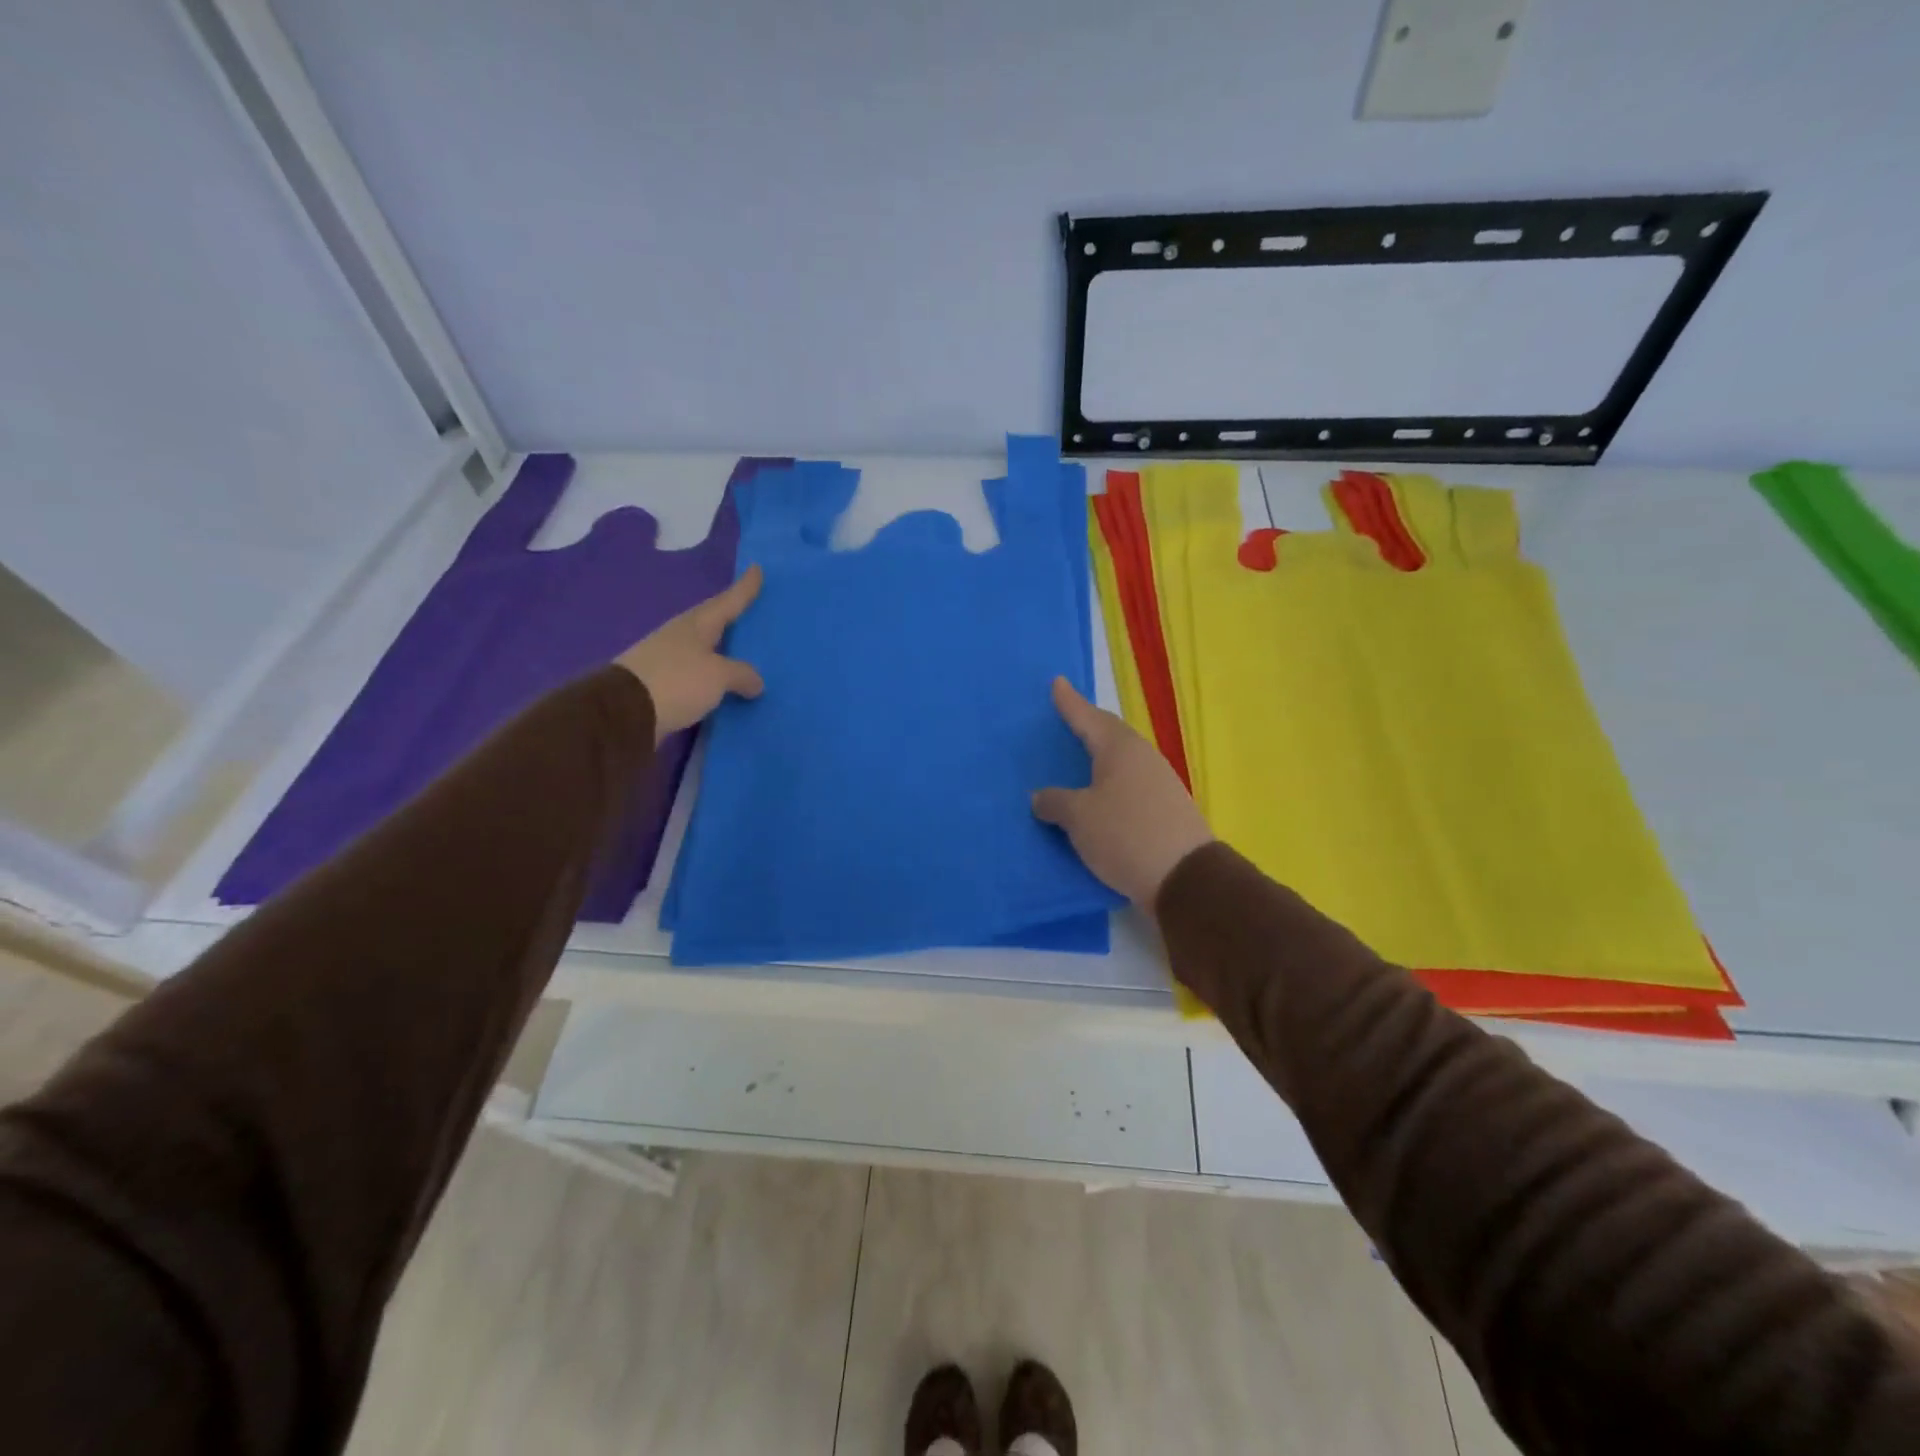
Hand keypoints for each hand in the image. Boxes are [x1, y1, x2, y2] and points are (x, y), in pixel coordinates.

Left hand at [615, 566, 765, 741]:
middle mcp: (680, 637)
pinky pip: (697, 676)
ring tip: (743, 654)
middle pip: (712, 623)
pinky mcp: (661, 686)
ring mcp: (667, 661)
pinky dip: (712, 678)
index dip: (744, 588)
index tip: (757, 569)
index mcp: (695, 625)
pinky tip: (724, 685)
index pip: (727, 602)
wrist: (624, 713)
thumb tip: (756, 681)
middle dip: (730, 618)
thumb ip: (741, 674)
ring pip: (704, 650)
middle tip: (752, 612)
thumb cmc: (677, 681)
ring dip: (722, 651)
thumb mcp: (718, 676)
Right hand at [1031, 677, 1213, 906]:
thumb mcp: (1079, 818)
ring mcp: (1159, 783)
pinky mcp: (1165, 809)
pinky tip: (1097, 797)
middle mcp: (1142, 758)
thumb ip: (1055, 802)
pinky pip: (1128, 786)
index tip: (1057, 683)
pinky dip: (1109, 786)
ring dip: (1099, 760)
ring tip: (1077, 761)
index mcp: (1120, 749)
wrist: (1185, 879)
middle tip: (1066, 720)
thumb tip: (1041, 796)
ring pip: (1120, 762)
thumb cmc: (1125, 835)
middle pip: (1109, 735)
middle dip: (1087, 727)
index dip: (1070, 702)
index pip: (1088, 717)